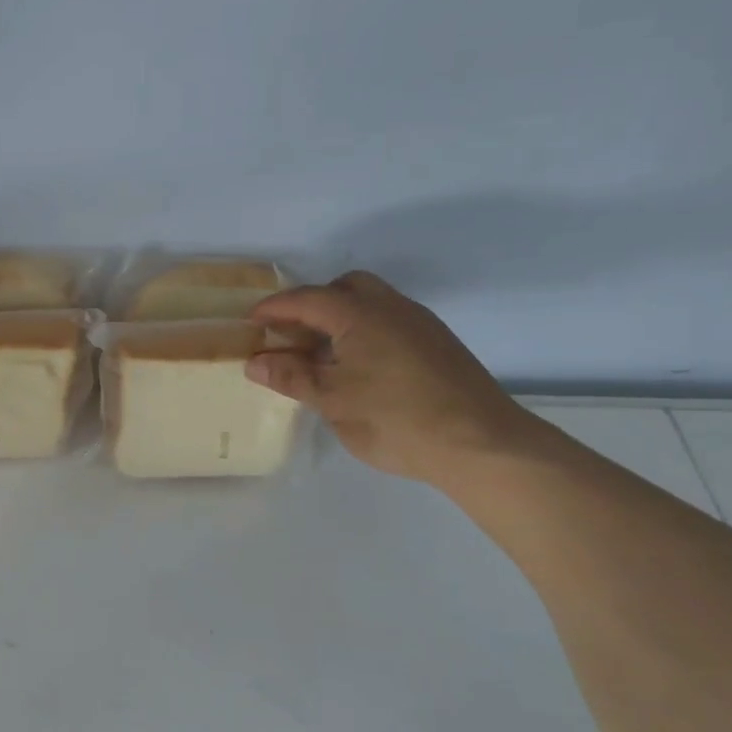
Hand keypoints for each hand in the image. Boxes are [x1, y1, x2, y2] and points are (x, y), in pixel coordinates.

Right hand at [244, 272, 546, 488]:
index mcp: (361, 315)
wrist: (482, 444)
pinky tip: (358, 368)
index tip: (250, 321)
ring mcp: (420, 325)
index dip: (275, 308)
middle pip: (345, 288)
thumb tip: (255, 362)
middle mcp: (392, 308)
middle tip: (291, 334)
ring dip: (340, 318)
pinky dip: (363, 332)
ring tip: (320, 354)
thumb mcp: (333, 401)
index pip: (307, 299)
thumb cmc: (396, 419)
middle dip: (313, 304)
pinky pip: (389, 322)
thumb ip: (292, 376)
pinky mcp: (437, 345)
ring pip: (372, 303)